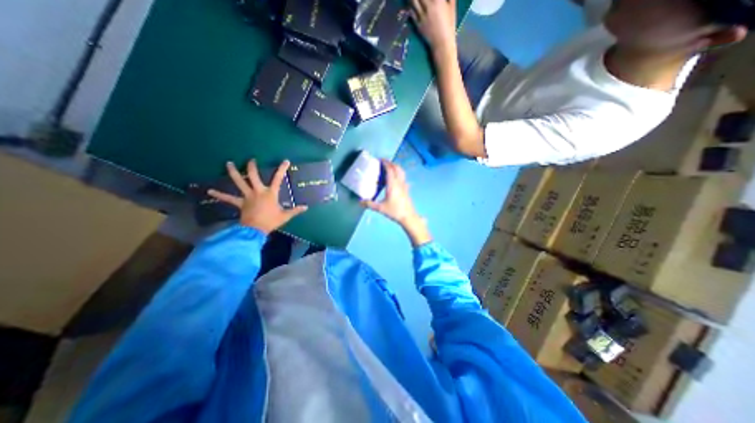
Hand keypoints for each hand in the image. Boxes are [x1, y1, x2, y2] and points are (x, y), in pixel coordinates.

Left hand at [209, 160, 306, 236]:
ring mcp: (247, 196)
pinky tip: (209, 191)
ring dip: (233, 173)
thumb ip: (295, 210)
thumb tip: (306, 207)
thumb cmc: (271, 221)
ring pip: (239, 182)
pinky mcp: (239, 203)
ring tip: (227, 163)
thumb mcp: (285, 216)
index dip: (282, 169)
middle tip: (250, 159)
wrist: (255, 230)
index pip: (278, 179)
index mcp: (270, 193)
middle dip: (252, 167)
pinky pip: (228, 198)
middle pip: (254, 176)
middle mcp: (258, 192)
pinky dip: (220, 195)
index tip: (285, 161)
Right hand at [364, 160, 433, 246]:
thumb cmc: (394, 211)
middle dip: (391, 163)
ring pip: (401, 172)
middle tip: (383, 162)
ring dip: (396, 167)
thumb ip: (369, 204)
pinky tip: (394, 179)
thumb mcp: (380, 208)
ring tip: (389, 168)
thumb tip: (360, 202)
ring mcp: (404, 185)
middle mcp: (399, 183)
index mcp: (393, 185)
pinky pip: (403, 177)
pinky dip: (398, 174)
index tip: (380, 160)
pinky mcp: (406, 189)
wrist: (408, 217)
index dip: (385, 163)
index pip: (390, 170)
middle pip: (397, 168)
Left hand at [410, 0, 455, 51]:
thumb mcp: (452, 6)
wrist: (442, 43)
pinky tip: (409, 2)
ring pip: (413, 1)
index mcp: (438, 0)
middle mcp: (428, 6)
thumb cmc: (449, 24)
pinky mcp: (417, 24)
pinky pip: (411, 11)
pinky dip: (409, 4)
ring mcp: (421, 15)